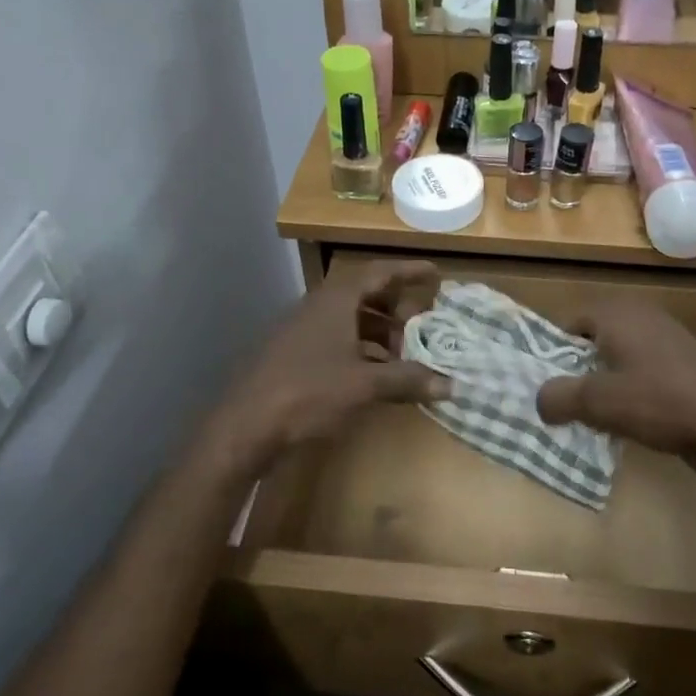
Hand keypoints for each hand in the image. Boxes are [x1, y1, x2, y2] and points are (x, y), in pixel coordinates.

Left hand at [211, 261, 449, 474]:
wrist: (244, 424)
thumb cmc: (308, 392)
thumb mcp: (364, 385)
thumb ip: (407, 380)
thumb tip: (451, 385)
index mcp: (335, 300)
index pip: (379, 273)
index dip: (408, 272)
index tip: (434, 273)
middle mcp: (318, 306)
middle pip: (364, 294)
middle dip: (395, 306)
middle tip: (421, 323)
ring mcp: (301, 330)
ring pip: (348, 319)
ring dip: (378, 330)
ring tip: (402, 353)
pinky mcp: (293, 353)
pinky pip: (335, 338)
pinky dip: (359, 347)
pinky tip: (372, 372)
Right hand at [535, 299, 695, 480]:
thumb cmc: (662, 402)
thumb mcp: (599, 402)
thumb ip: (559, 397)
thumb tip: (539, 401)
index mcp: (618, 313)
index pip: (567, 324)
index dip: (550, 354)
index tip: (541, 386)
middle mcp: (640, 318)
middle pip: (591, 343)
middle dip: (574, 374)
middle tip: (558, 406)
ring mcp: (664, 343)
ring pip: (616, 362)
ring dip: (601, 389)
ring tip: (585, 420)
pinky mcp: (682, 369)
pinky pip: (640, 377)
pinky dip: (627, 397)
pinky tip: (623, 426)